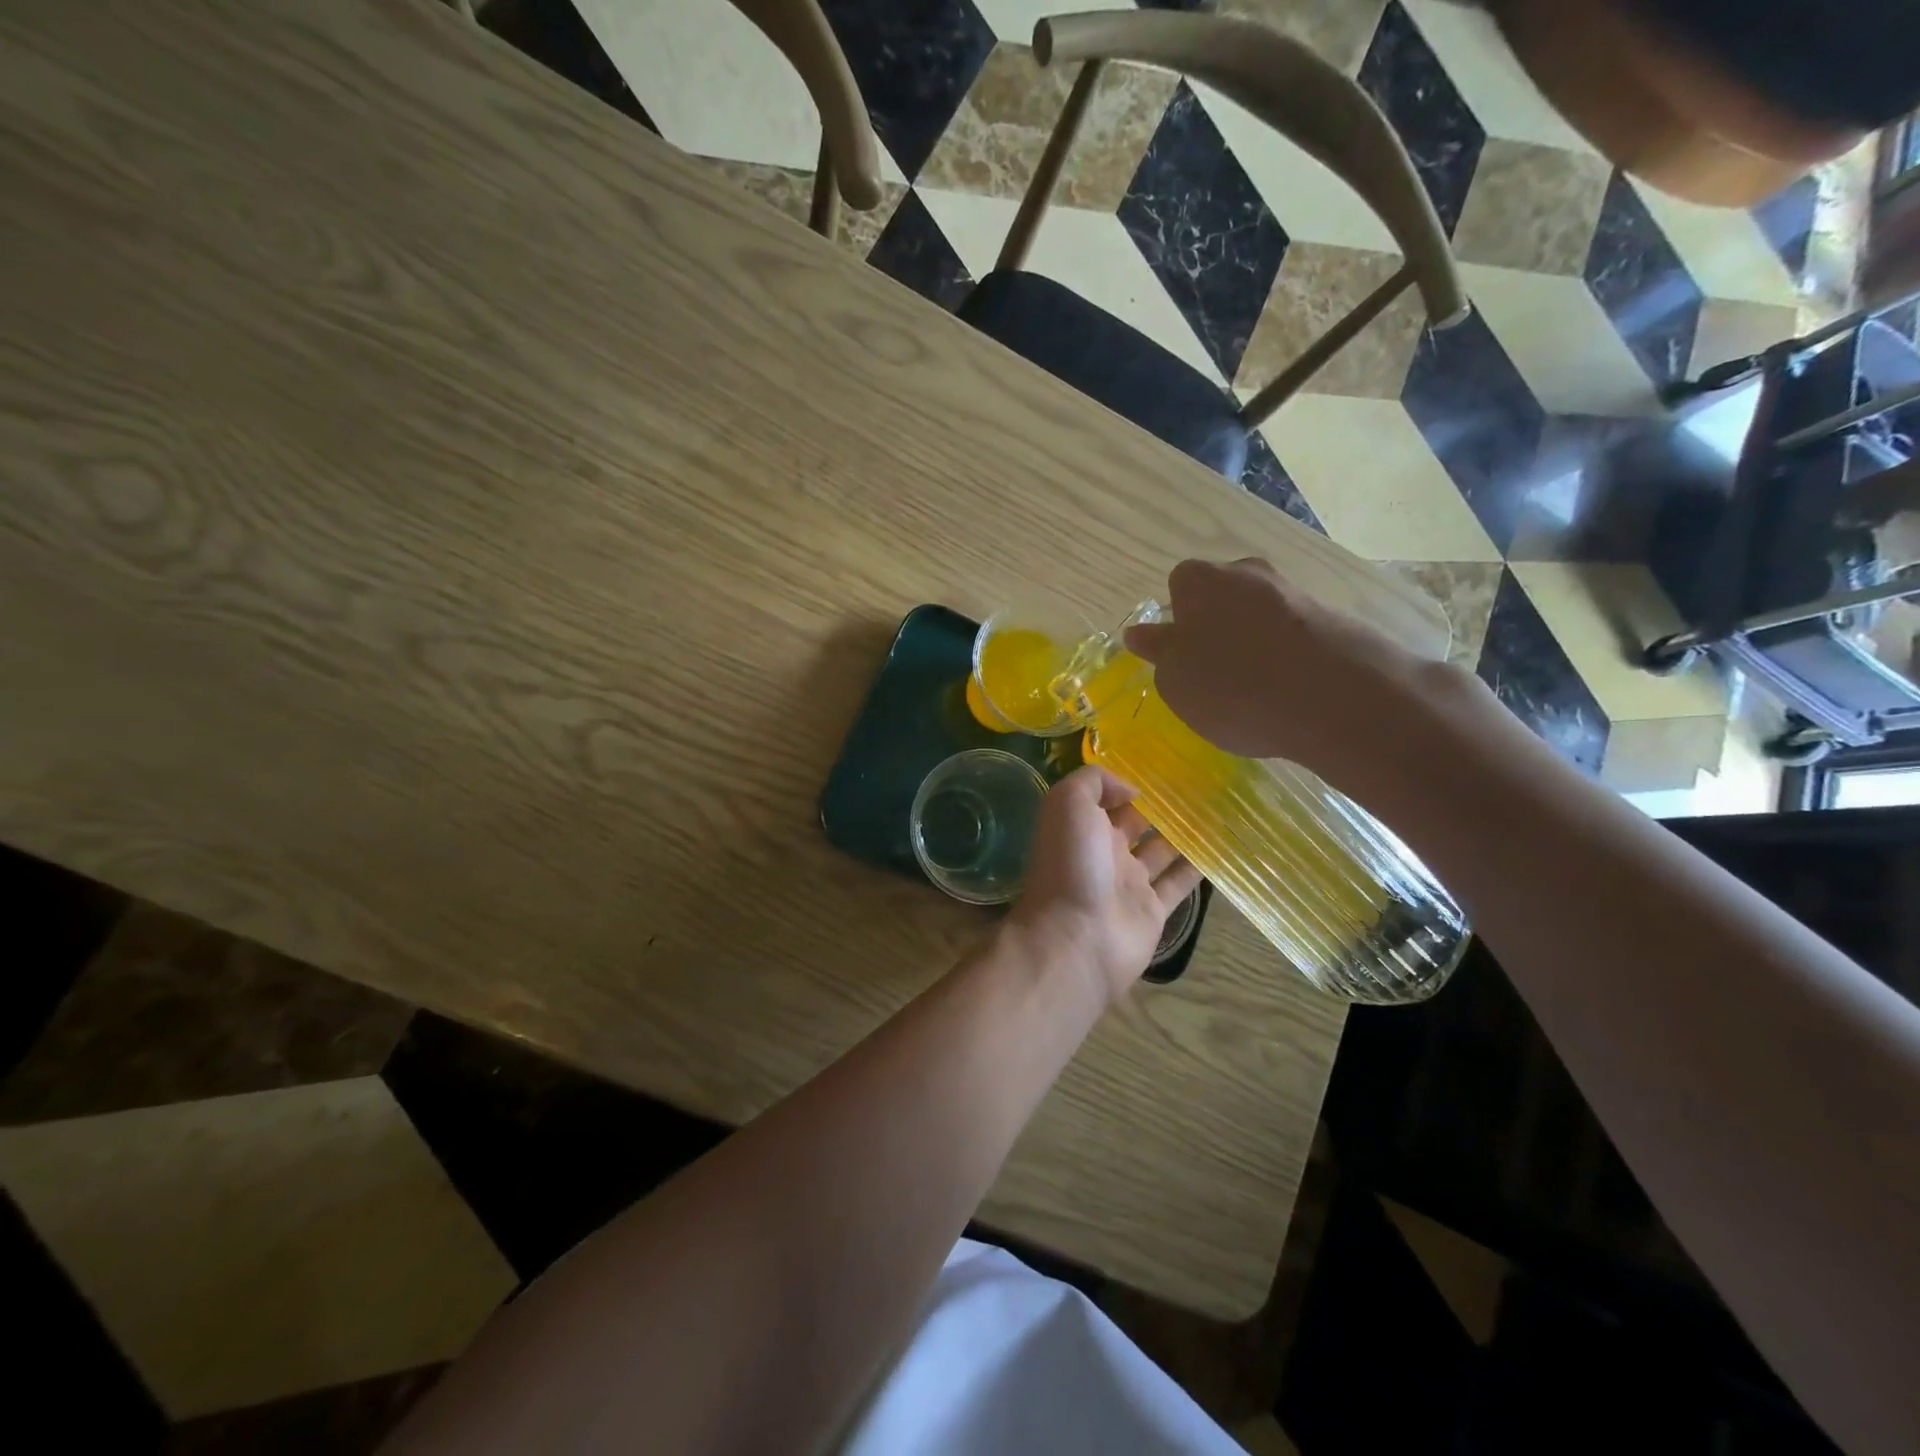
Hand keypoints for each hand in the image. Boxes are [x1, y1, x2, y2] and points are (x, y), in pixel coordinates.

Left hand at [1009, 766, 1201, 1007]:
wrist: (1076, 937)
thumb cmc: (1071, 864)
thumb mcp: (1068, 804)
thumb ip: (1095, 782)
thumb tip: (1132, 789)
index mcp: (1082, 826)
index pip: (1108, 798)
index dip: (1130, 782)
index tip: (1164, 765)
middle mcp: (1105, 851)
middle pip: (1137, 822)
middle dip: (1161, 805)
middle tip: (1201, 783)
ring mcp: (1129, 882)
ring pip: (1162, 850)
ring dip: (1184, 832)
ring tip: (1219, 808)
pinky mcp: (1152, 910)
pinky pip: (1179, 883)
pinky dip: (1198, 867)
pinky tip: (1222, 847)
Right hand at [1123, 557, 1462, 785]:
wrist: (1333, 698)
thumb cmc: (1232, 687)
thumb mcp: (1176, 682)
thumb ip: (1159, 654)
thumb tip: (1142, 633)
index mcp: (1200, 581)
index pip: (1180, 585)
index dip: (1178, 619)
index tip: (1183, 655)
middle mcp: (1247, 573)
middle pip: (1223, 595)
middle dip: (1217, 626)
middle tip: (1214, 674)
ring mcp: (1294, 592)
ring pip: (1260, 614)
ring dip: (1254, 642)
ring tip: (1255, 690)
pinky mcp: (1332, 618)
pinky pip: (1294, 633)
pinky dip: (1287, 656)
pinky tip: (1289, 692)